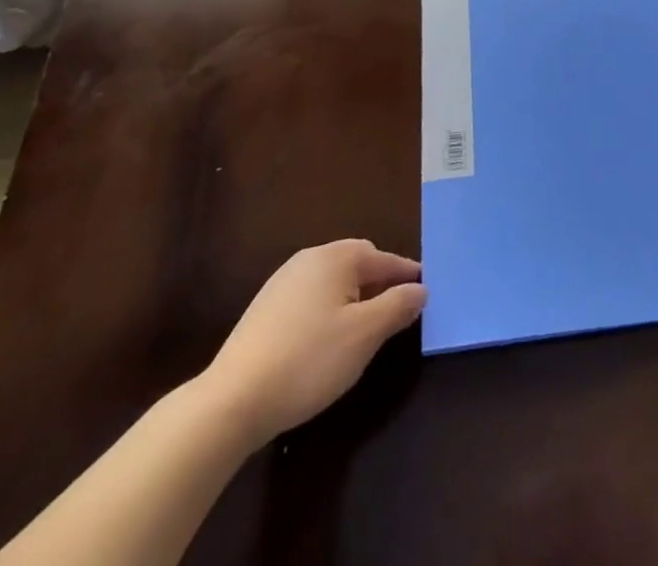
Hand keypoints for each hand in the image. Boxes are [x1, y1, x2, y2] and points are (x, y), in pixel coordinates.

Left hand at [196, 240, 425, 443]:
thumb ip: (397, 306)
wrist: (232, 400)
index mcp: (336, 257)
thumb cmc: (309, 360)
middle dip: (380, 284)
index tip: (424, 294)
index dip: (407, 276)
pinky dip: (329, 310)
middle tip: (398, 311)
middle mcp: (309, 259)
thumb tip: (420, 289)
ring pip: (333, 282)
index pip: (384, 258)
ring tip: (366, 329)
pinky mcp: (265, 308)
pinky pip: (311, 298)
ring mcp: (283, 282)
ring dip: (355, 298)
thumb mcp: (364, 335)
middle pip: (358, 263)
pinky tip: (327, 340)